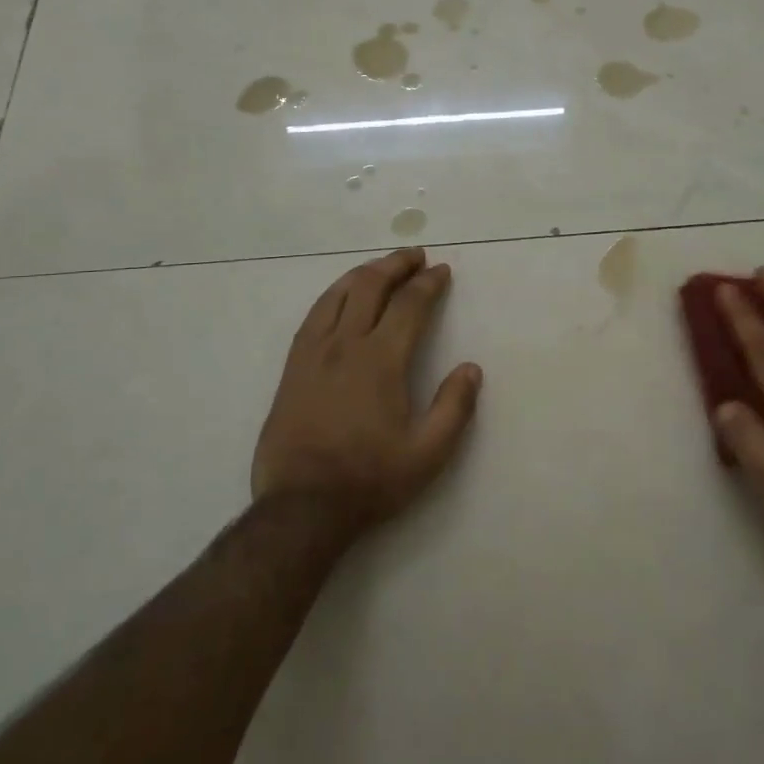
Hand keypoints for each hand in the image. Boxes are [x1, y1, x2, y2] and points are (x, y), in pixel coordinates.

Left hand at [253, 247, 482, 536]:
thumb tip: (471, 368)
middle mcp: (345, 346)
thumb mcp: (428, 454)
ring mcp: (313, 354)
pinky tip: (340, 297)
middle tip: (415, 256)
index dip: (428, 284)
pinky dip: (333, 295)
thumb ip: (454, 408)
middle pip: (370, 287)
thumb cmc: (370, 479)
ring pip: (337, 295)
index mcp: (381, 361)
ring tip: (381, 267)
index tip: (442, 271)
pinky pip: (313, 316)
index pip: (409, 306)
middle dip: (396, 265)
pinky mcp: (292, 368)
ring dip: (363, 273)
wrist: (302, 507)